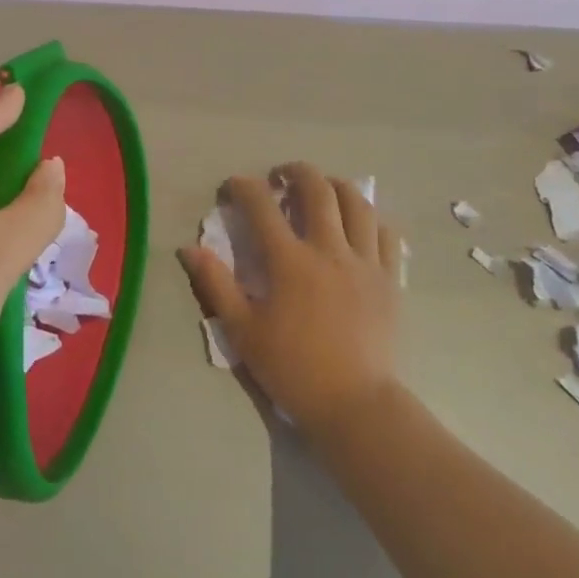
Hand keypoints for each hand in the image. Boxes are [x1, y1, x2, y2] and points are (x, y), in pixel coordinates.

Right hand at [179, 162, 402, 436]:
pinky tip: (359, 223)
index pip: (261, 206)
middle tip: (280, 176)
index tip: (232, 187)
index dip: (243, 187)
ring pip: (357, 203)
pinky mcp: (390, 279)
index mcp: (290, 261)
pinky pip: (386, 234)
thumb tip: (188, 248)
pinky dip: (370, 218)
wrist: (355, 405)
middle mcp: (329, 250)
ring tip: (322, 189)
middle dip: (295, 172)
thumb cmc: (292, 368)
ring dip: (336, 186)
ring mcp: (365, 262)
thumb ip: (215, 283)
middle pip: (317, 189)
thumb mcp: (242, 330)